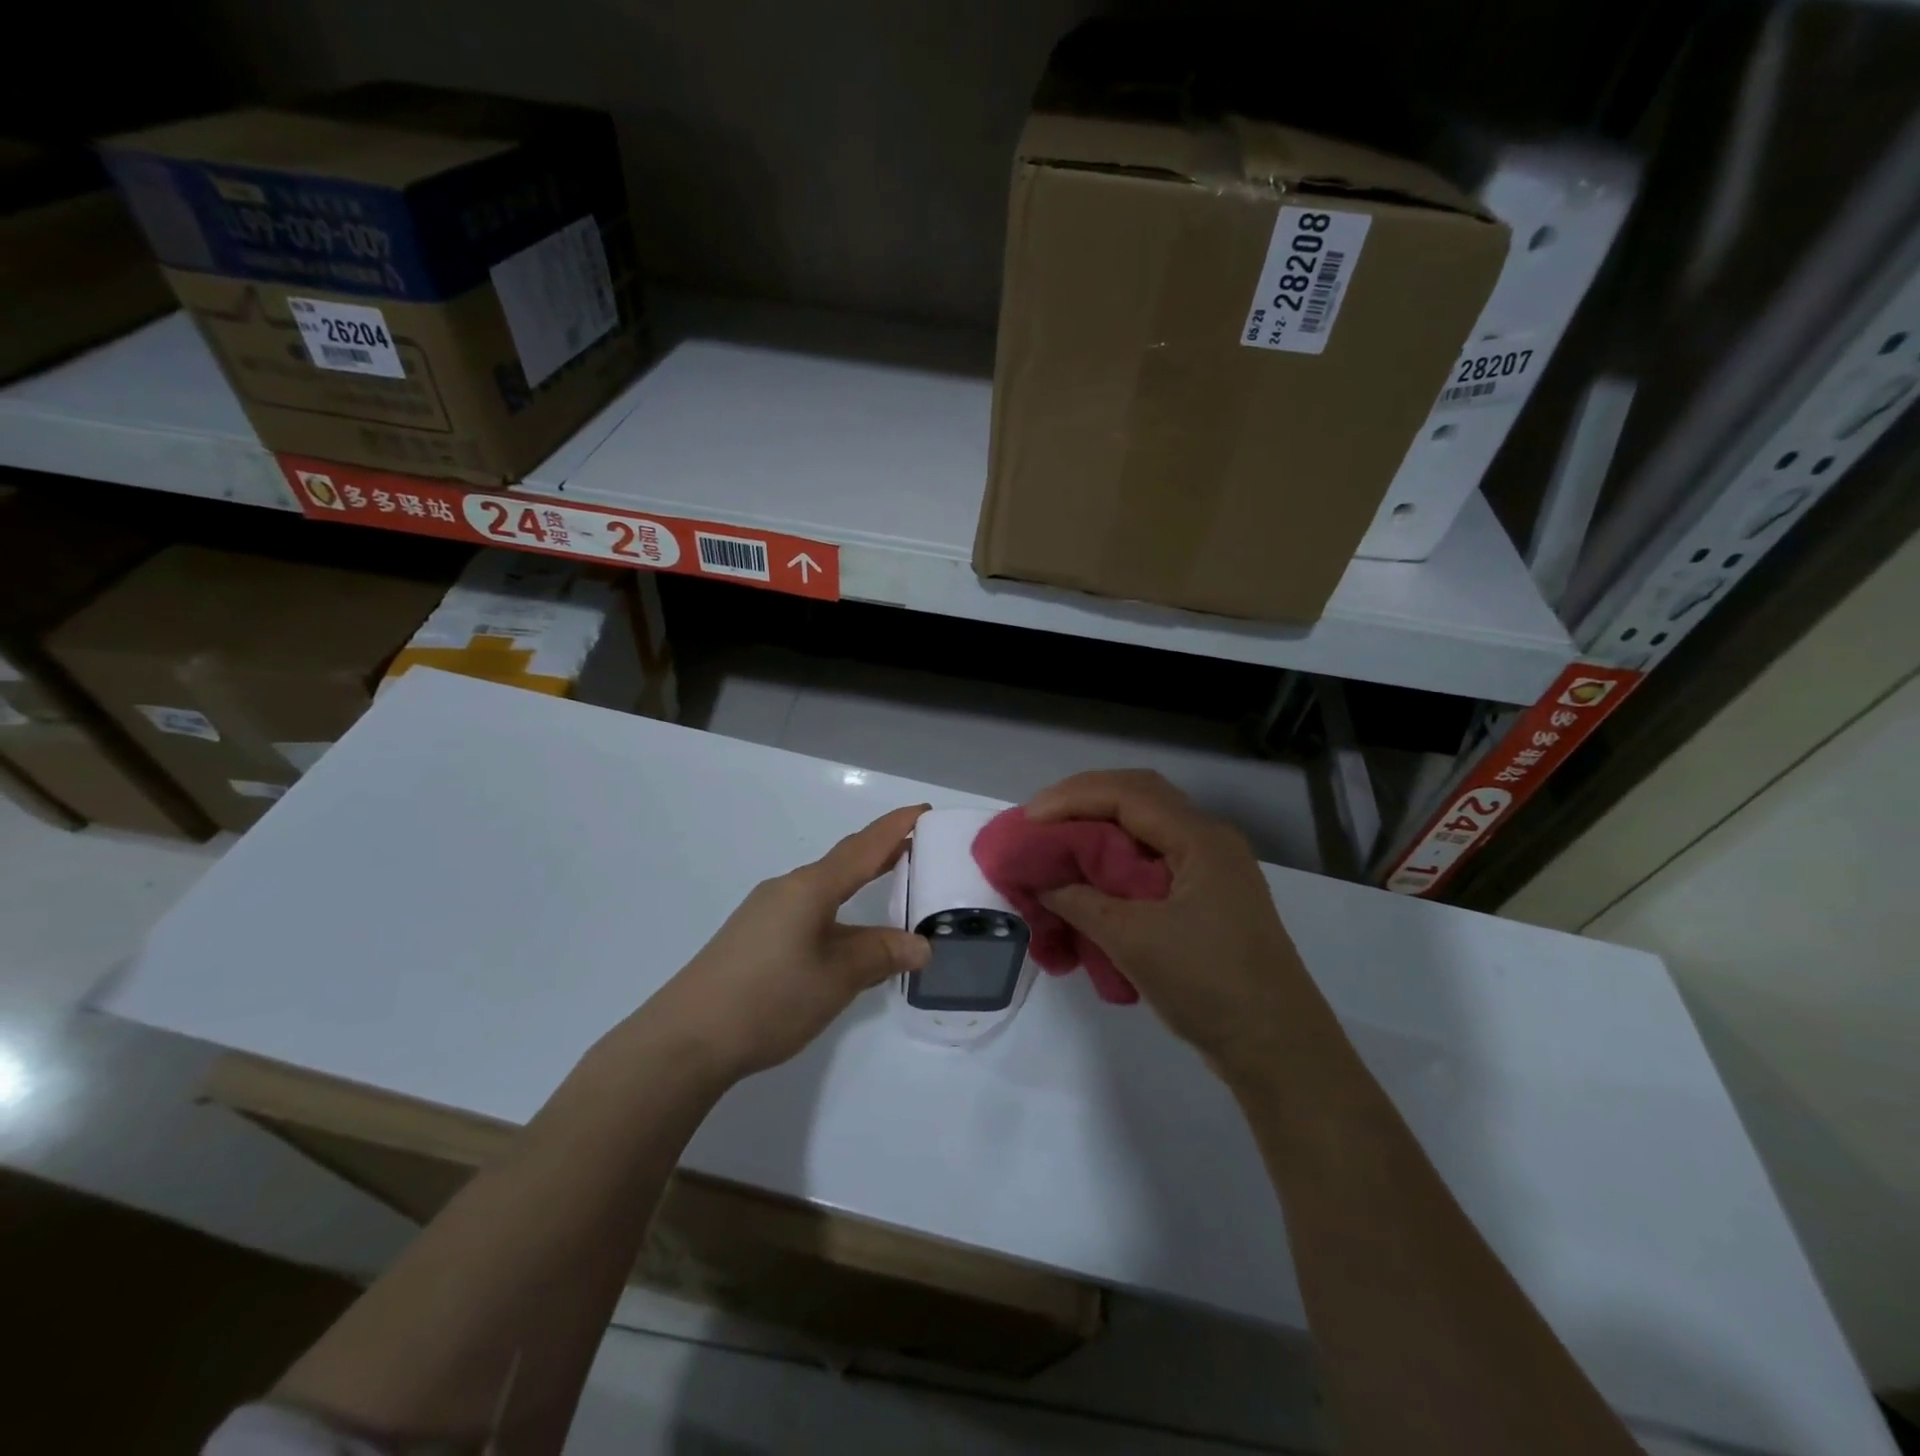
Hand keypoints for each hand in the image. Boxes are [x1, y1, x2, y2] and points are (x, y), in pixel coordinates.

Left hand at [639, 805, 932, 1080]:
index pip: (863, 848)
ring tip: (890, 886)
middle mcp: (787, 889)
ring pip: (823, 887)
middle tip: (919, 846)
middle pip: (843, 861)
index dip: (896, 827)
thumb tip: (920, 945)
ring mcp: (766, 912)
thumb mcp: (836, 979)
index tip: (924, 811)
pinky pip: (807, 908)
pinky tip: (844, 932)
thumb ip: (880, 955)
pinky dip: (837, 907)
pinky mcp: (753, 936)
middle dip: (881, 851)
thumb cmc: (769, 999)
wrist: (686, 1039)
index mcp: (810, 888)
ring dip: (858, 881)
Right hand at [1025, 771, 1317, 1073]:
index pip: (1126, 794)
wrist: (1278, 1048)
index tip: (1028, 819)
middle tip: (1040, 821)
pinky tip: (1092, 877)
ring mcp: (1211, 869)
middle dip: (1084, 802)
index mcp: (1199, 839)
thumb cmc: (1209, 985)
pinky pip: (1154, 858)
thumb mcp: (1135, 942)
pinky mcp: (1207, 897)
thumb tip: (1044, 884)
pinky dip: (1117, 859)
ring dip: (1100, 828)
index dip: (1071, 798)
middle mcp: (1208, 841)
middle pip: (1138, 798)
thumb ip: (1082, 904)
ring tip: (1058, 843)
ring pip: (1146, 828)